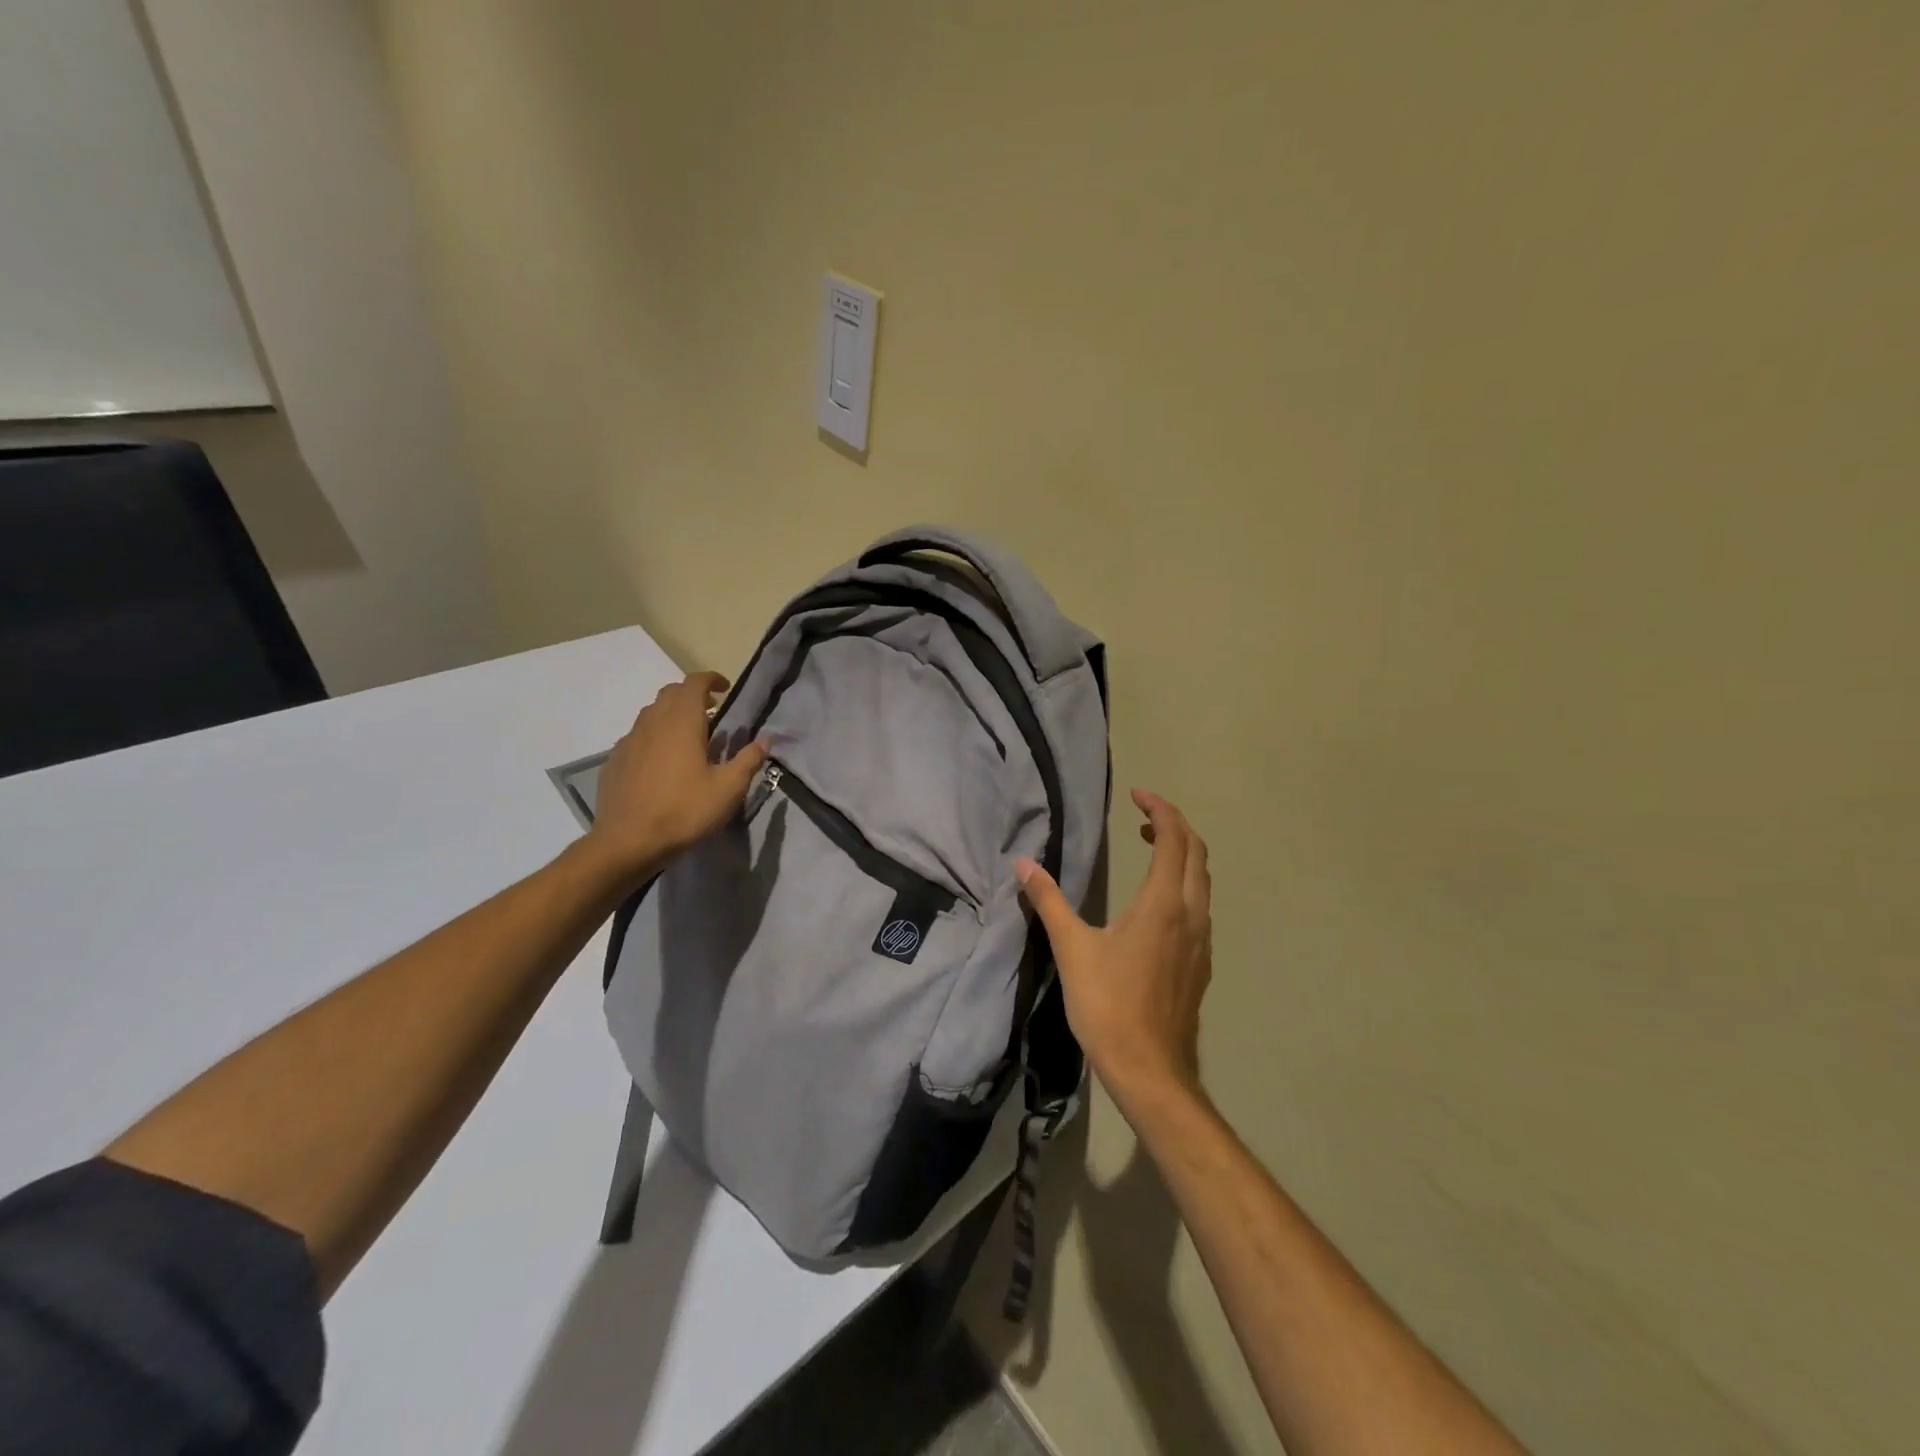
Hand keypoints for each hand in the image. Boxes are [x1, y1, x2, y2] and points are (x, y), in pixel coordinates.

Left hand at [584, 671, 767, 881]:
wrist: (627, 842)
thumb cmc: (684, 811)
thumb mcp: (728, 790)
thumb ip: (748, 761)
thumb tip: (765, 741)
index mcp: (682, 722)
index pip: (694, 683)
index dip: (711, 679)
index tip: (725, 688)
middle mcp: (652, 723)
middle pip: (670, 693)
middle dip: (692, 694)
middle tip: (712, 711)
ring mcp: (629, 741)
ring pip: (651, 713)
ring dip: (672, 714)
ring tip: (689, 735)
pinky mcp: (615, 760)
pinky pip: (637, 736)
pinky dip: (654, 735)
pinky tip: (662, 760)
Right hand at [1016, 789, 1211, 1114]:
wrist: (1150, 1070)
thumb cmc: (1108, 1004)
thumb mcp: (1072, 948)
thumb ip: (1048, 901)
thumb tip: (1023, 863)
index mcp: (1163, 904)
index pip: (1173, 839)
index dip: (1159, 809)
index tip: (1137, 795)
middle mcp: (1191, 915)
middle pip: (1197, 853)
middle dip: (1174, 825)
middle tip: (1142, 816)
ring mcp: (1202, 941)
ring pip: (1202, 881)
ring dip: (1182, 854)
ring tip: (1150, 847)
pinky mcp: (1201, 964)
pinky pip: (1200, 906)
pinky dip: (1184, 883)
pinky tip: (1156, 902)